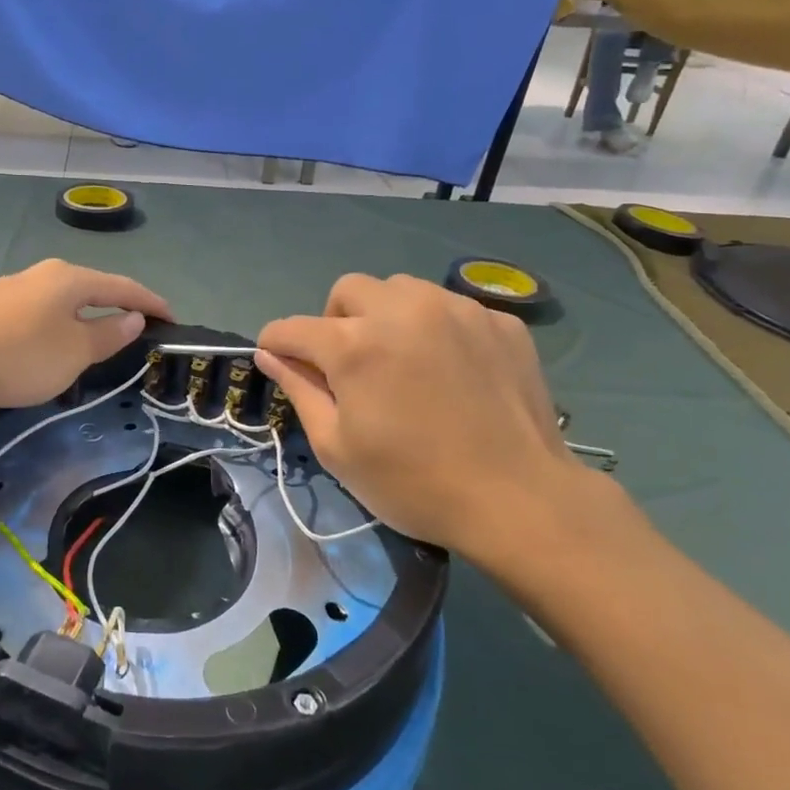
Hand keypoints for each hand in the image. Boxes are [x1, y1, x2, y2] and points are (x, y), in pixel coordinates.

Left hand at [0, 260, 172, 411]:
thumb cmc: (18, 356)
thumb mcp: (74, 352)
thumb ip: (108, 334)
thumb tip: (132, 316)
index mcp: (69, 278)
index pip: (123, 286)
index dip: (151, 303)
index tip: (172, 320)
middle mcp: (41, 275)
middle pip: (91, 290)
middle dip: (116, 309)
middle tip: (136, 334)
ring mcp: (10, 290)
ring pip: (61, 304)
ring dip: (84, 322)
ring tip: (96, 347)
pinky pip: (37, 316)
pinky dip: (56, 330)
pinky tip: (50, 350)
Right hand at [256, 274, 585, 563]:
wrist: (520, 500)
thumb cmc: (413, 483)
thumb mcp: (337, 447)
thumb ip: (299, 390)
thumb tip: (269, 355)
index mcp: (354, 344)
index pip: (291, 327)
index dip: (277, 346)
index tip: (283, 365)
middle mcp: (401, 310)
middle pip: (347, 291)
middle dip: (335, 322)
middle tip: (351, 367)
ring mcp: (456, 309)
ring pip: (400, 289)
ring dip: (385, 316)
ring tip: (403, 361)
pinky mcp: (499, 321)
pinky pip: (449, 308)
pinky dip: (436, 328)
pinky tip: (451, 371)